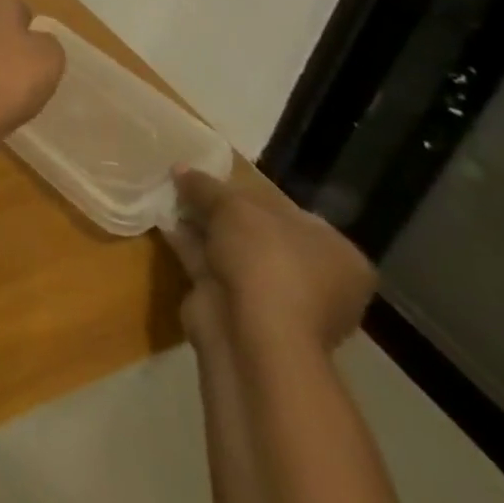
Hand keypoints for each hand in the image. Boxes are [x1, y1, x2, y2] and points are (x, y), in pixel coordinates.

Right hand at [165, 167, 376, 354]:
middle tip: (190, 186)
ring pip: (234, 252)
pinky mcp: (243, 313)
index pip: (294, 214)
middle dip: (222, 211)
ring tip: (170, 197)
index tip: (221, 180)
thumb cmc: (265, 260)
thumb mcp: (232, 206)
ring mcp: (279, 301)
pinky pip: (214, 269)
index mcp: (337, 255)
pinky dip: (192, 247)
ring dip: (204, 227)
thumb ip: (205, 186)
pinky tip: (166, 224)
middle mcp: (316, 281)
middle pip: (260, 233)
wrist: (250, 334)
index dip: (254, 194)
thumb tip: (180, 168)